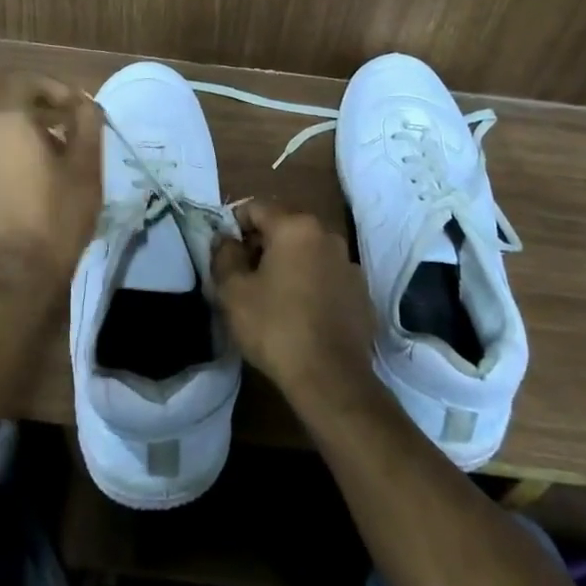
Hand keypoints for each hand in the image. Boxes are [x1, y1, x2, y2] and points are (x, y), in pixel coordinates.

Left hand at [0, 70, 103, 296]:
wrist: (18, 275)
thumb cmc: (58, 216)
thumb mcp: (87, 167)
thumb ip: (87, 123)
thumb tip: (84, 103)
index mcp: (7, 118)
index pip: (25, 79)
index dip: (53, 87)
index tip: (74, 108)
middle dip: (13, 88)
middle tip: (40, 110)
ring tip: (18, 138)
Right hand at [212, 201, 375, 405]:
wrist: (331, 378)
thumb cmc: (275, 327)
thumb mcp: (233, 291)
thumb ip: (224, 255)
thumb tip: (225, 239)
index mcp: (296, 227)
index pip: (256, 207)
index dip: (234, 225)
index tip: (225, 252)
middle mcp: (327, 235)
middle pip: (285, 227)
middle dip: (262, 244)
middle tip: (244, 276)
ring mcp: (349, 264)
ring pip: (308, 252)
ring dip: (288, 264)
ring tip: (272, 297)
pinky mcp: (362, 293)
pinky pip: (327, 276)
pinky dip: (312, 284)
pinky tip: (301, 314)